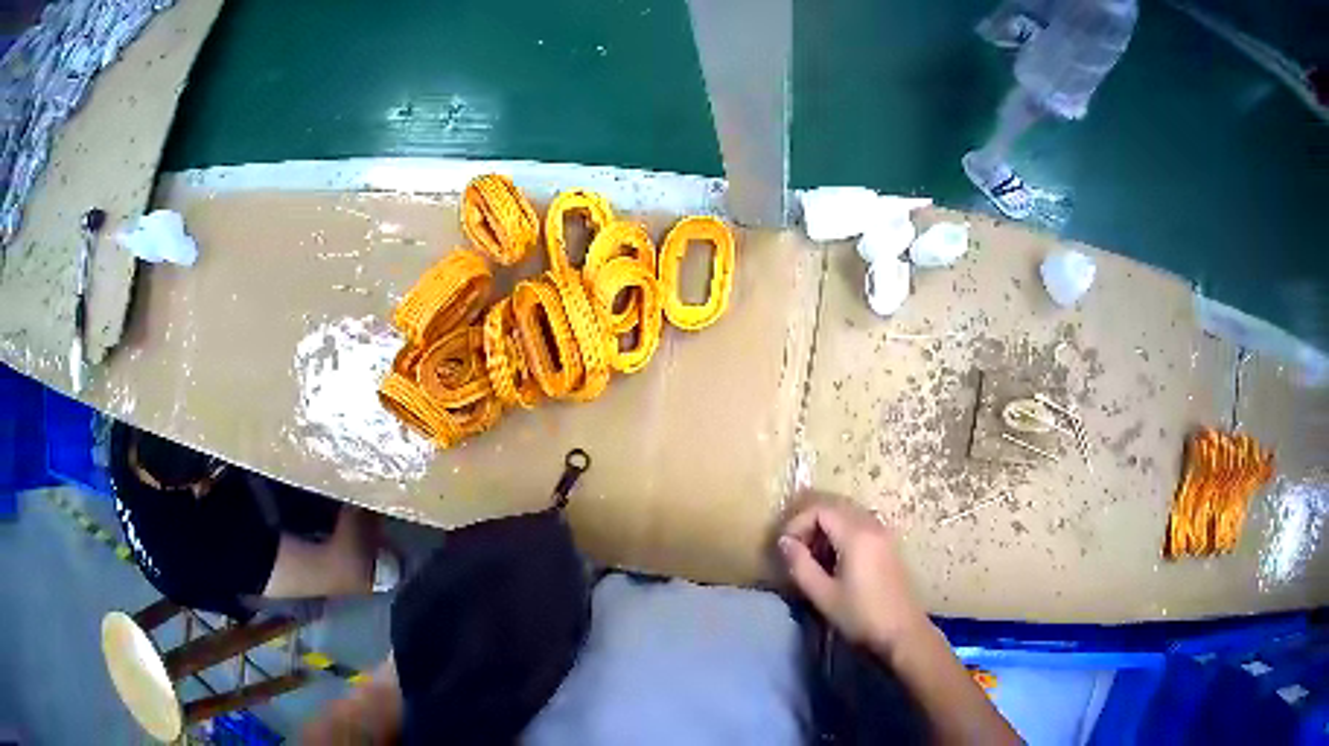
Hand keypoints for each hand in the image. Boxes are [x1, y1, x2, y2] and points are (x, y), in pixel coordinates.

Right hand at [779, 495, 929, 651]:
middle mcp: (872, 525)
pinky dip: (841, 534)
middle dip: (810, 523)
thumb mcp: (823, 594)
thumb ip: (800, 564)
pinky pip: (860, 525)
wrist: (902, 632)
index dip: (797, 523)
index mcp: (856, 535)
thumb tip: (784, 542)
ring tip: (812, 558)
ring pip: (848, 515)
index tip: (785, 547)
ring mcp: (884, 533)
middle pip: (835, 507)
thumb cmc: (860, 615)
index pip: (820, 509)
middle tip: (796, 551)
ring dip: (826, 529)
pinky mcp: (889, 545)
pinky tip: (835, 561)